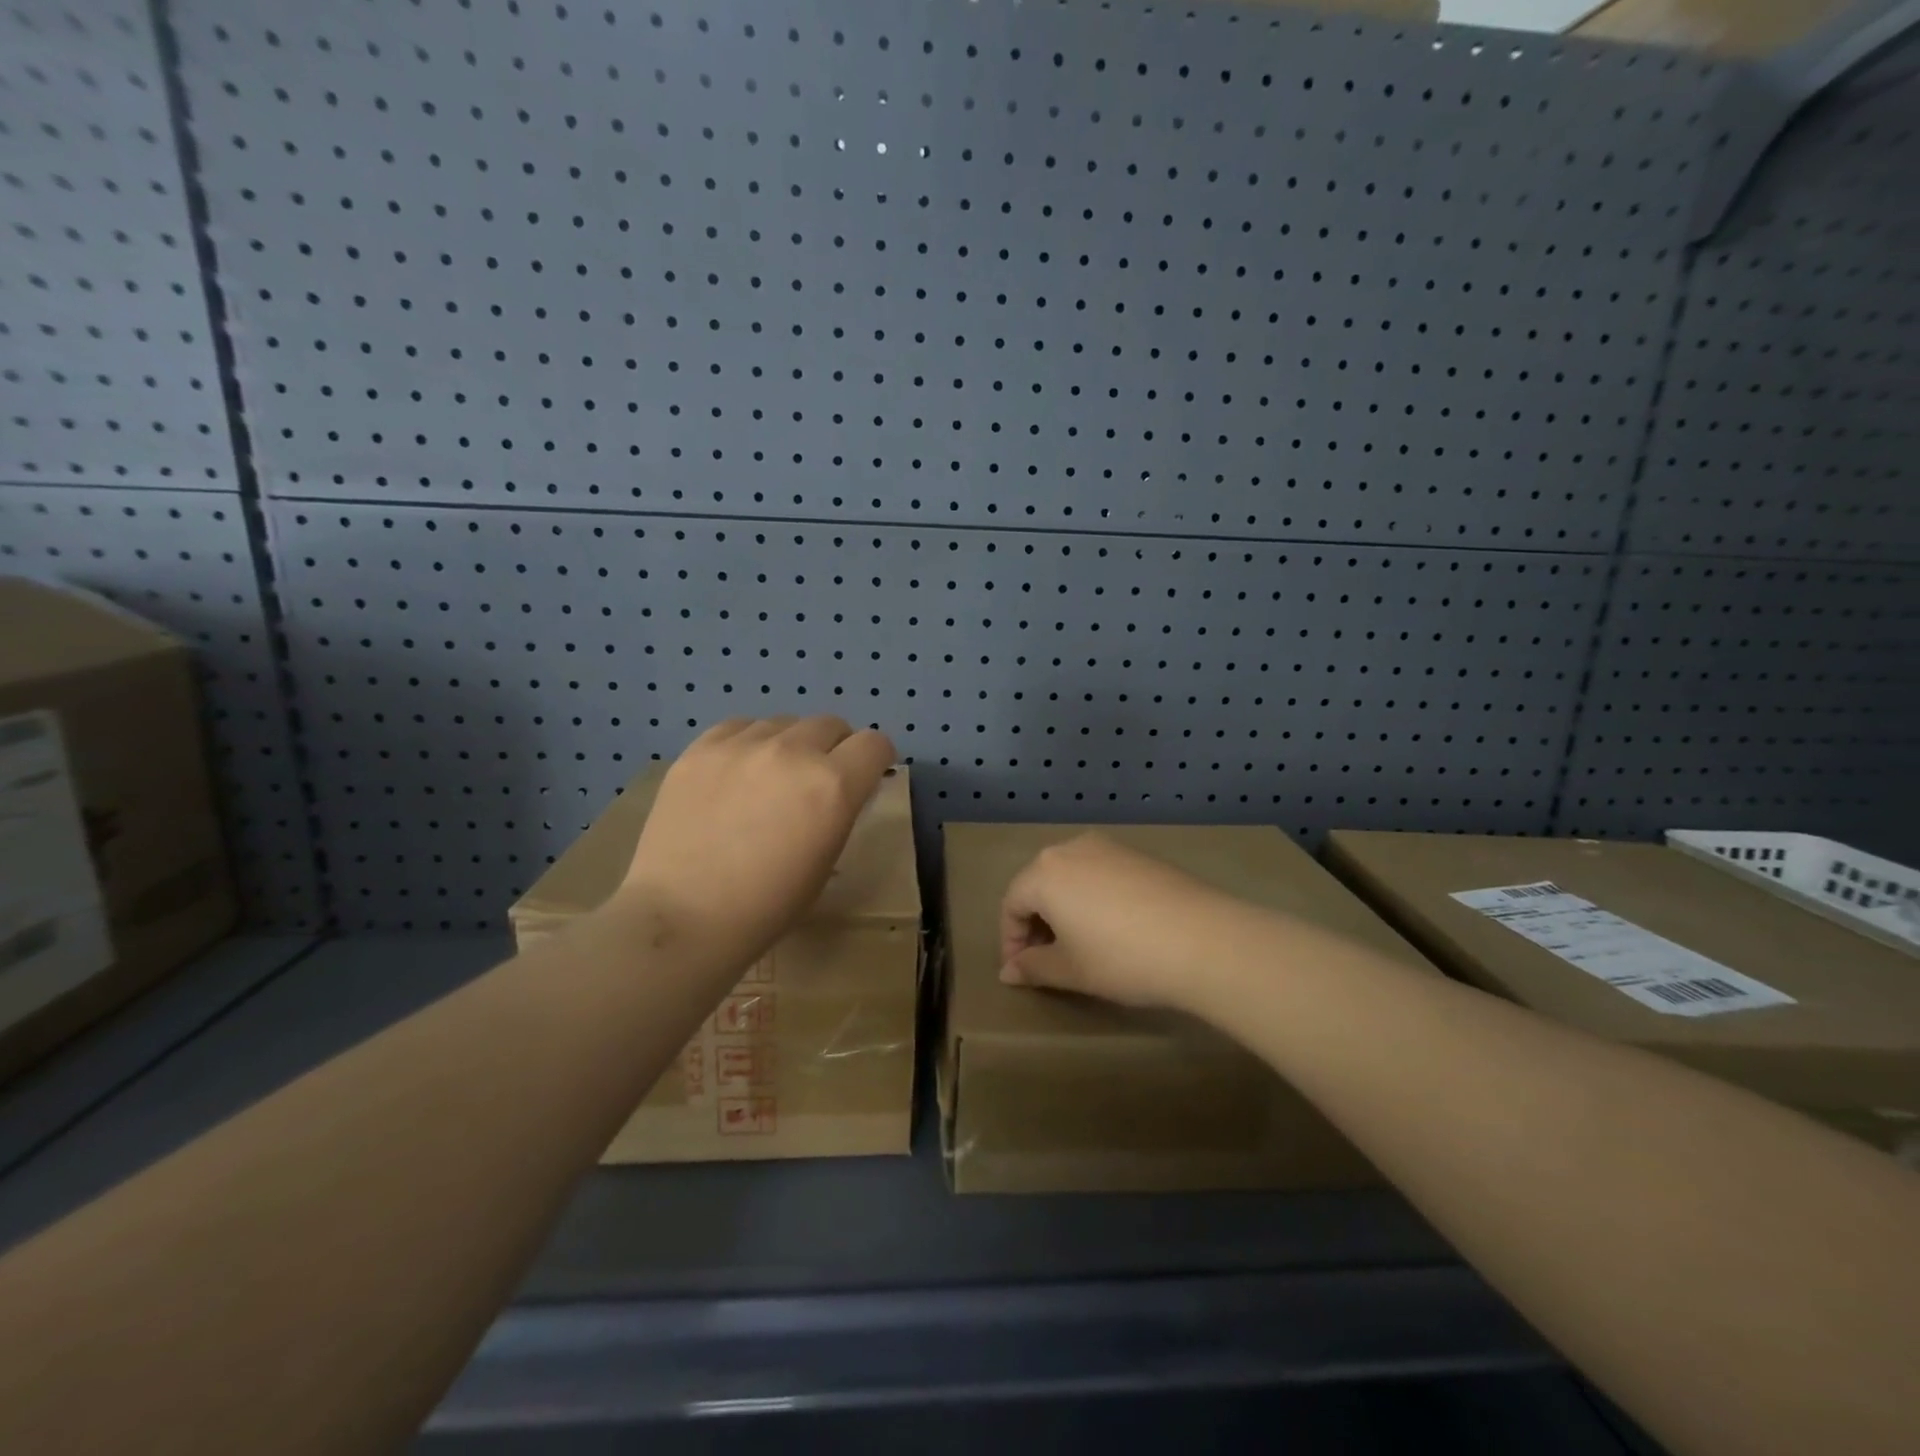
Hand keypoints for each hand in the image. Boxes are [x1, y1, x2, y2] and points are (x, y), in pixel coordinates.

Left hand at [621, 716, 896, 970]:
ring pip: (784, 722)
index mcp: (833, 786)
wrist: (682, 918)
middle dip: (835, 747)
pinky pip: (739, 726)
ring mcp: (742, 745)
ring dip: (791, 744)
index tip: (866, 775)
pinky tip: (737, 771)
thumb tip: (841, 789)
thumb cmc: (766, 907)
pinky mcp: (700, 749)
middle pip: (831, 724)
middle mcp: (792, 752)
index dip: (876, 759)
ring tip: (772, 777)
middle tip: (818, 779)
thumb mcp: (826, 862)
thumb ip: (840, 812)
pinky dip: (750, 742)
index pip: (874, 743)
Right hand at [998, 833, 1242, 1011]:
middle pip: (1039, 884)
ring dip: (1065, 910)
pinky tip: (1114, 928)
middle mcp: (1071, 849)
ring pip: (1071, 877)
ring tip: (1079, 945)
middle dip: (1036, 923)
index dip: (1011, 941)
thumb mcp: (1071, 970)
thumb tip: (1008, 972)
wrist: (1203, 940)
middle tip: (1047, 960)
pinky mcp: (1140, 855)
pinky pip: (1101, 874)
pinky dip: (1094, 898)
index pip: (1011, 903)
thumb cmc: (1122, 957)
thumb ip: (1033, 967)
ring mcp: (1109, 847)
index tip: (1022, 972)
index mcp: (1045, 872)